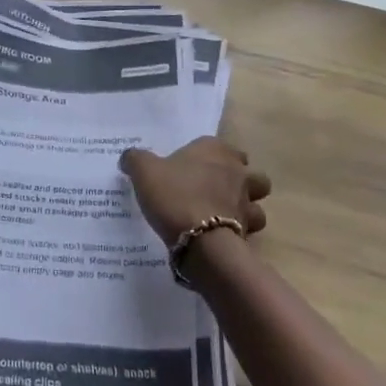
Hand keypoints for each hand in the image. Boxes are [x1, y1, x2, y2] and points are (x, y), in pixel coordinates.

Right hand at [119, 136, 270, 248]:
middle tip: (213, 190)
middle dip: (237, 179)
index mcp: (215, 150)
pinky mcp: (248, 230)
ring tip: (222, 216)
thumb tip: (129, 157)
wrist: (199, 240)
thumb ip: (136, 159)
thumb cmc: (174, 195)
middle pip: (247, 171)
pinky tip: (219, 237)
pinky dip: (238, 232)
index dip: (207, 156)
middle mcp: (237, 171)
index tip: (190, 168)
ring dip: (245, 207)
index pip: (218, 145)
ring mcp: (246, 201)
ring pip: (256, 200)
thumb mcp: (144, 171)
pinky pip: (248, 229)